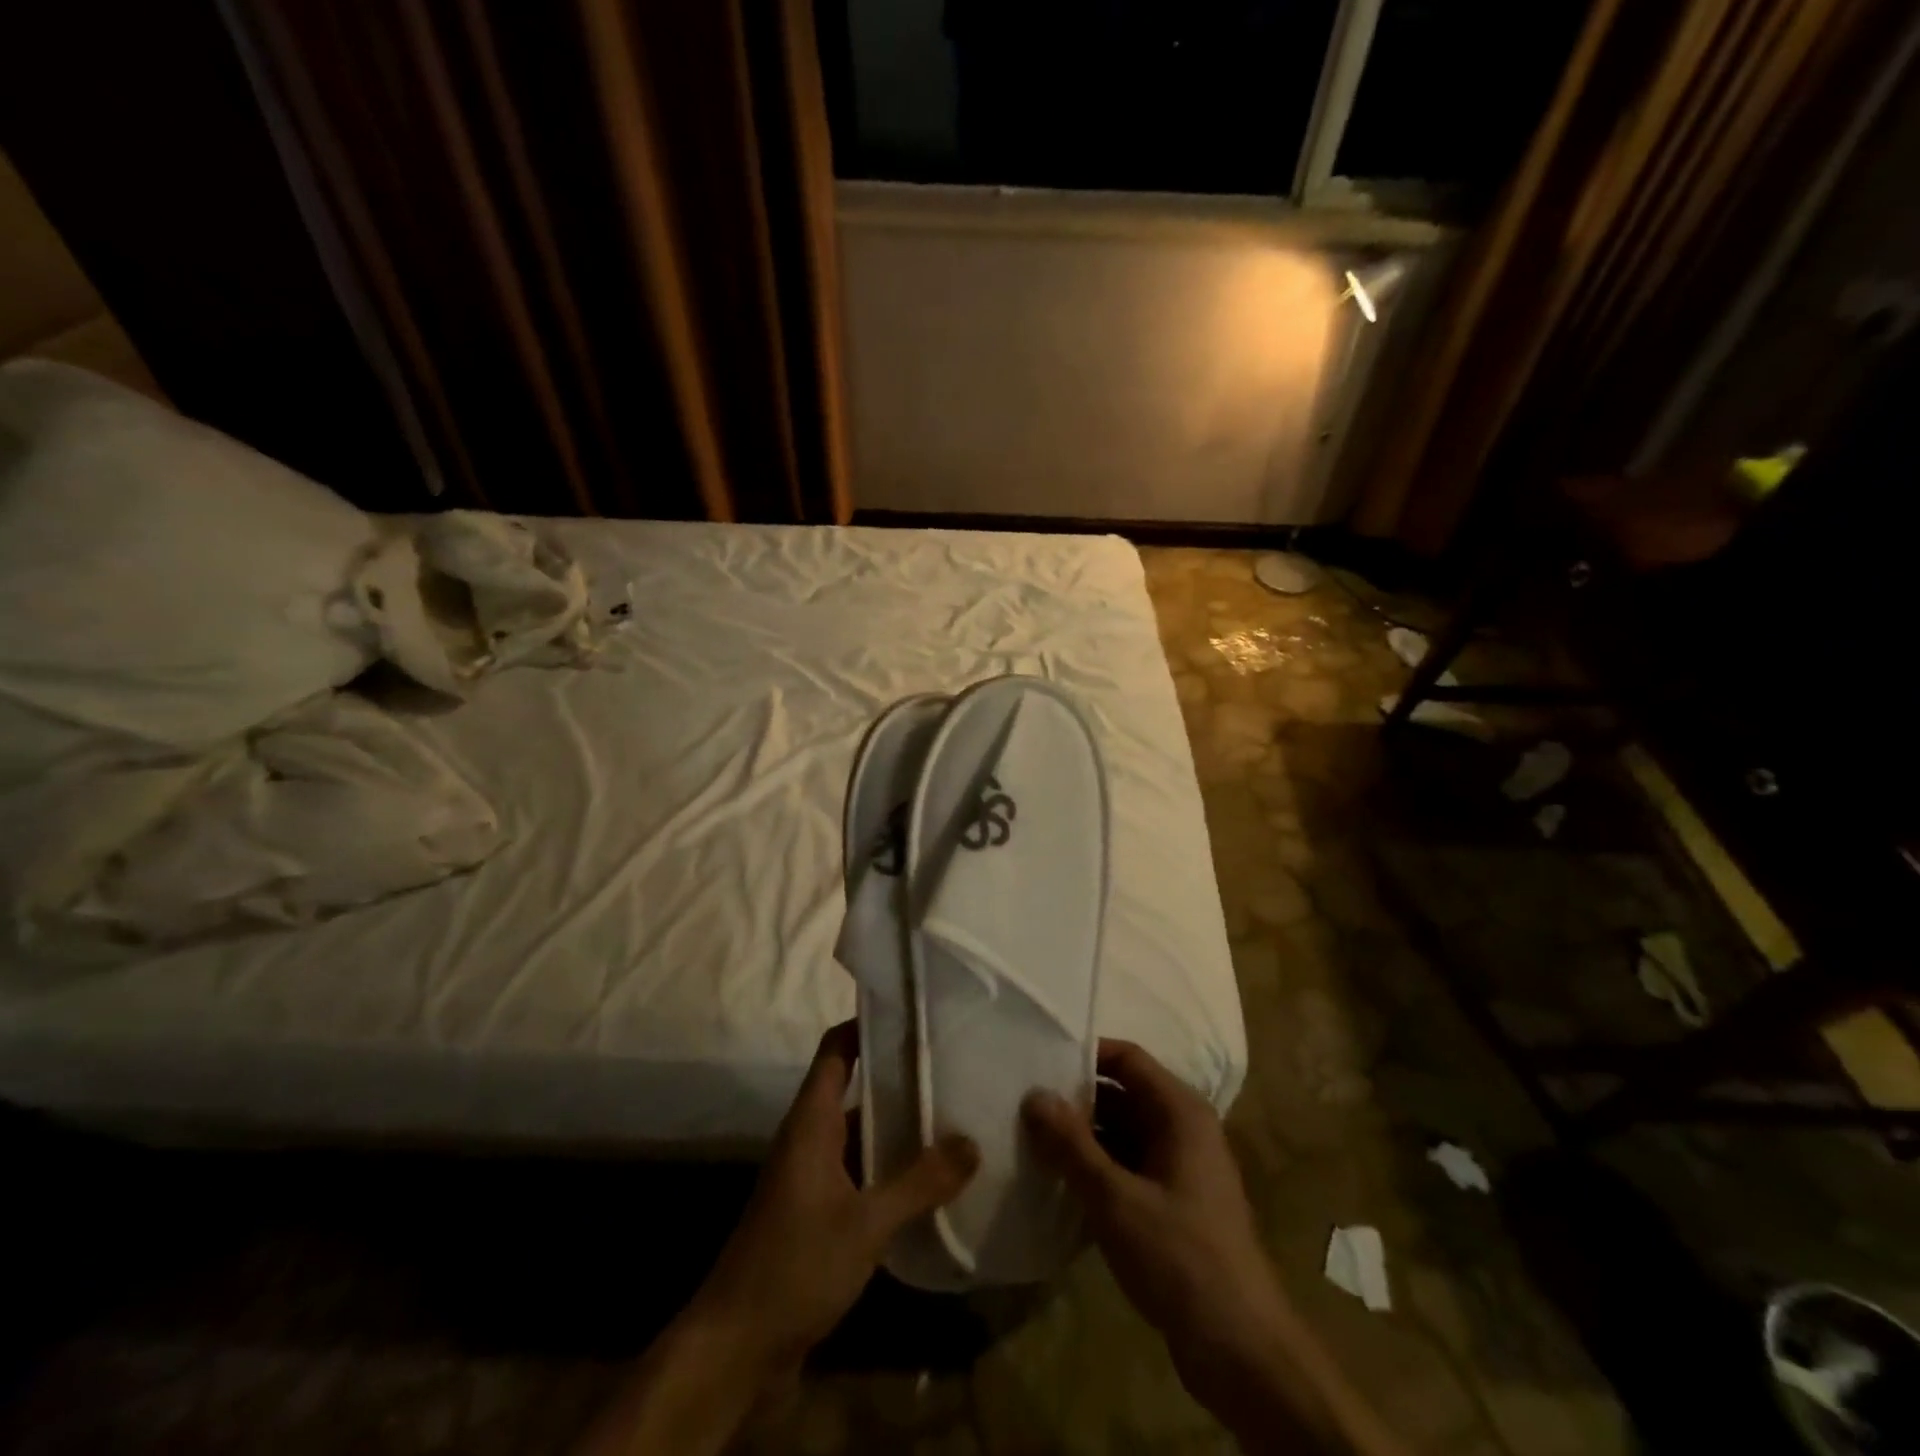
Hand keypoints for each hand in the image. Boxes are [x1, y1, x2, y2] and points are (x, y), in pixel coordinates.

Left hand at [578, 1022, 977, 1455]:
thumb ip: (920, 1182)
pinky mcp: (819, 1212)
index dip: (868, 1023)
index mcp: (812, 1121)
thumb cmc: (795, 1265)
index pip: (837, 1048)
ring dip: (899, 1125)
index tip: (912, 1010)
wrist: (735, 1348)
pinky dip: (891, 1167)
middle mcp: (810, 1138)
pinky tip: (931, 1179)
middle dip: (899, 1075)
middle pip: (855, 1086)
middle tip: (953, 1064)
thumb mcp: (866, 1224)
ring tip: (954, 1115)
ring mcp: (813, 1176)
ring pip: (861, 1132)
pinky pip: (861, 1172)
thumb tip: (972, 1141)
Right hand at [1026, 1042, 1408, 1455]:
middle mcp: (1184, 1129)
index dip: (1084, 1056)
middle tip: (1025, 1106)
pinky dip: (1098, 1169)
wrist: (1241, 1350)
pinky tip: (1061, 1182)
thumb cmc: (1180, 1257)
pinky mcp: (1174, 1204)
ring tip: (1032, 1141)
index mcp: (1181, 1112)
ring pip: (1123, 1133)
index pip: (1127, 1058)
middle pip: (1123, 1094)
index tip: (1039, 1064)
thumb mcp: (1116, 1199)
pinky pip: (1129, 1167)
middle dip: (1077, 1101)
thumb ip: (1072, 1145)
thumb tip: (1034, 1095)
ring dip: (1084, 1138)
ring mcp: (1181, 1168)